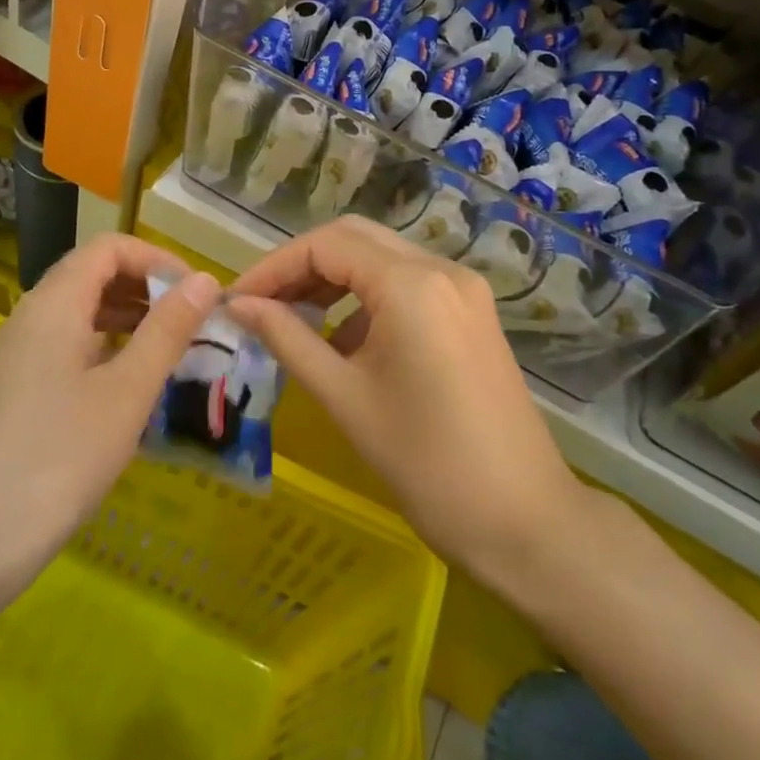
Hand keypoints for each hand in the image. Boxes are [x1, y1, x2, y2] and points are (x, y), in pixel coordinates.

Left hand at [0, 235, 219, 598]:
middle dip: (146, 286)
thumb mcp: (128, 392)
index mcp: (54, 304)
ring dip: (129, 315)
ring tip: (171, 347)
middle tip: (191, 321)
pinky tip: (132, 380)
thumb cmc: (61, 457)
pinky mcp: (18, 384)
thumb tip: (204, 279)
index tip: (196, 293)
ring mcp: (20, 351)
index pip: (109, 248)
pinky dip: (107, 344)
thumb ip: (168, 330)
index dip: (157, 258)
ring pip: (81, 309)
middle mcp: (32, 315)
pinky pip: (69, 342)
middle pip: (93, 273)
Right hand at [228, 218, 582, 589]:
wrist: (523, 521)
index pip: (326, 245)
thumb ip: (287, 339)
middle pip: (355, 239)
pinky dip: (368, 299)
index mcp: (411, 284)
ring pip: (383, 259)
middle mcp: (442, 270)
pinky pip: (409, 285)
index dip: (273, 267)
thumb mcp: (344, 397)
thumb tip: (239, 305)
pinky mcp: (472, 314)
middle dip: (302, 265)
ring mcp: (464, 290)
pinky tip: (345, 342)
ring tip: (293, 321)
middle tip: (262, 304)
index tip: (236, 301)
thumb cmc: (425, 463)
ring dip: (334, 279)